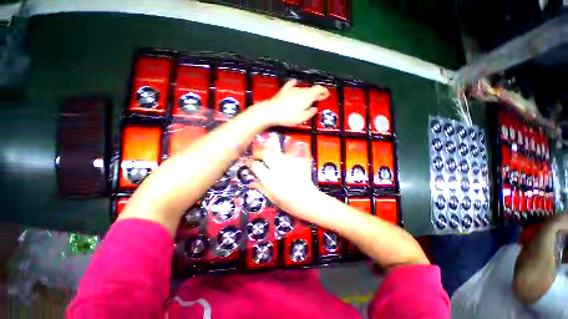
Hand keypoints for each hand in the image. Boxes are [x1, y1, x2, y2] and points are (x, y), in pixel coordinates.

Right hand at [248, 142, 320, 220]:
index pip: (256, 166)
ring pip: (277, 152)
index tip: (248, 162)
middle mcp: (279, 169)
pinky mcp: (298, 162)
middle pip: (266, 153)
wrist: (309, 201)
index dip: (250, 163)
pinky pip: (288, 155)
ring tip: (269, 158)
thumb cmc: (290, 204)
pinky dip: (283, 156)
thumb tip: (251, 183)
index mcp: (270, 180)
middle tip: (258, 157)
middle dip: (260, 153)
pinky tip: (283, 161)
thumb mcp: (272, 199)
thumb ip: (261, 188)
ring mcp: (289, 164)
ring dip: (271, 153)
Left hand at [253, 80, 329, 126]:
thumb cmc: (288, 116)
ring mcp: (292, 89)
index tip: (327, 94)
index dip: (324, 92)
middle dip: (317, 93)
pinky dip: (294, 84)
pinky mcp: (284, 90)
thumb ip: (310, 113)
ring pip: (303, 89)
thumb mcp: (302, 118)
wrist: (271, 112)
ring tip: (310, 96)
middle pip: (311, 89)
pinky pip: (291, 85)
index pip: (319, 90)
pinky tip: (295, 82)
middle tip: (320, 97)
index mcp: (307, 96)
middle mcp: (301, 90)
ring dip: (307, 92)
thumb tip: (314, 108)